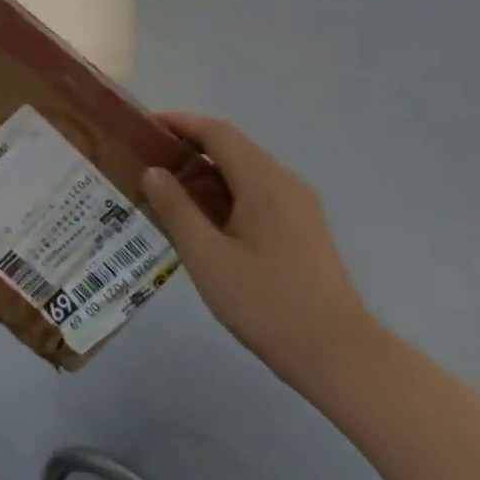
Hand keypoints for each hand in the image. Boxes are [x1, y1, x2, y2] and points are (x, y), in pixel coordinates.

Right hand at [139, 114, 373, 386]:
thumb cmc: (266, 302)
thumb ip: (176, 208)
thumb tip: (153, 171)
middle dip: (186, 147)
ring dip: (203, 172)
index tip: (141, 128)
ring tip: (162, 189)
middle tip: (143, 160)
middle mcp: (285, 184)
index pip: (217, 133)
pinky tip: (198, 218)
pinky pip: (255, 194)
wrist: (338, 355)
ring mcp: (298, 207)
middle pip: (231, 148)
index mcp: (264, 182)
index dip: (178, 123)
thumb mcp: (206, 255)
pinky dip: (222, 193)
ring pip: (243, 172)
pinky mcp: (301, 230)